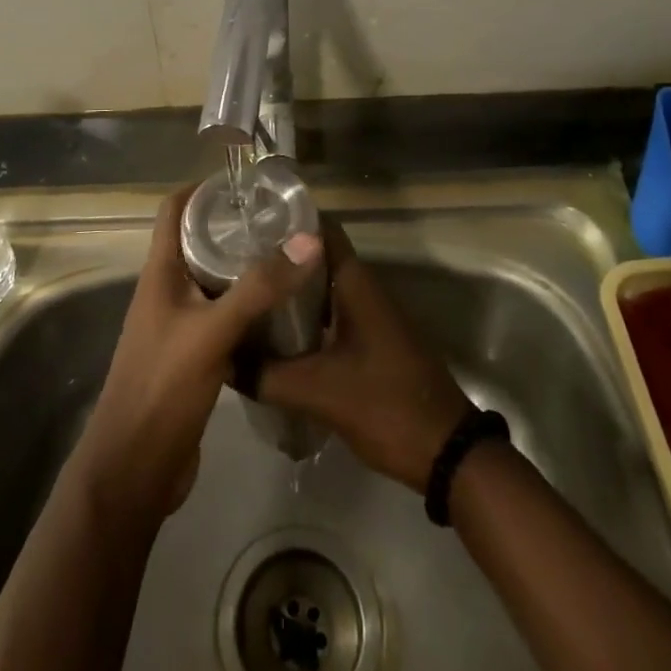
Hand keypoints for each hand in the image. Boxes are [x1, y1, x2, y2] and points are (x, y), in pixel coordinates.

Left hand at [77, 184, 324, 523]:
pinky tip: (283, 310)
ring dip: (246, 267)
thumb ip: (258, 288)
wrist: (134, 470)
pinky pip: (224, 316)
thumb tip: (309, 240)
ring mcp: (180, 325)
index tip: (247, 181)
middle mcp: (168, 291)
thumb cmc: (162, 387)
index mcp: (160, 273)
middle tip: (284, 219)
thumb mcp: (212, 331)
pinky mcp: (195, 355)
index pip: (174, 210)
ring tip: (291, 256)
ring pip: (216, 281)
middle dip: (236, 226)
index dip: (204, 188)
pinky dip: (249, 306)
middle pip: (199, 242)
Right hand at [257, 224, 471, 492]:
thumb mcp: (318, 391)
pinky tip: (273, 336)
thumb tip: (223, 359)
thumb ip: (266, 374)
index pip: (320, 228)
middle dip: (278, 258)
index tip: (247, 221)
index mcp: (355, 282)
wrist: (446, 452)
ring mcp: (368, 316)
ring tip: (244, 295)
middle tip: (232, 261)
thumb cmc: (385, 405)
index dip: (286, 218)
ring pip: (321, 289)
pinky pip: (330, 316)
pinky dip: (303, 318)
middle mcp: (362, 289)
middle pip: (315, 258)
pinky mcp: (369, 342)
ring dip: (289, 291)